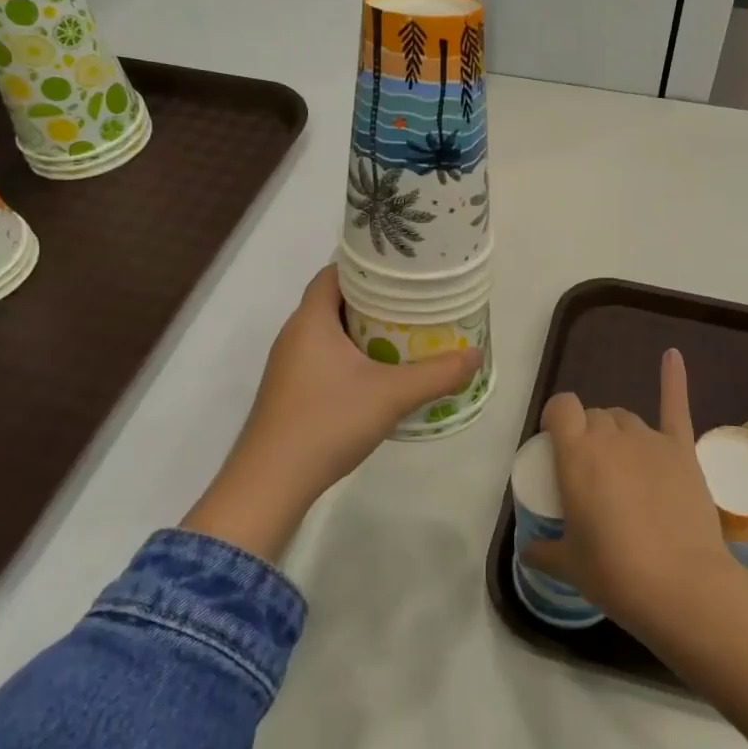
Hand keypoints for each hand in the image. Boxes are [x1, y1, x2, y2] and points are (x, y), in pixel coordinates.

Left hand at [180, 265, 481, 560]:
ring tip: (404, 334)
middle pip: (335, 301)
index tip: (401, 270)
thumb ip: (437, 374)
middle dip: (373, 299)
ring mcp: (289, 365)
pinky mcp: (290, 391)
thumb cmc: (327, 422)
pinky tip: (378, 374)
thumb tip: (476, 355)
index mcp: (310, 320)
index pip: (334, 272)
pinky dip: (351, 356)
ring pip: (329, 332)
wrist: (271, 483)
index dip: (367, 266)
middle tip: (413, 302)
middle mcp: (294, 334)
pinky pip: (324, 357)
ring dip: (363, 330)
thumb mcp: (391, 395)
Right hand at [521, 348, 742, 636]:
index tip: (555, 443)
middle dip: (587, 434)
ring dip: (617, 433)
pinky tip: (672, 355)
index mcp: (576, 453)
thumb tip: (528, 550)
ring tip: (621, 467)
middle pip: (594, 415)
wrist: (682, 587)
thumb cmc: (615, 573)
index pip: (561, 408)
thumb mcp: (568, 565)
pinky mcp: (682, 450)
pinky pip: (675, 405)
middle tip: (590, 474)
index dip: (556, 418)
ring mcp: (650, 440)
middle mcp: (611, 436)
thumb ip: (543, 551)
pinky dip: (673, 379)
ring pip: (625, 418)